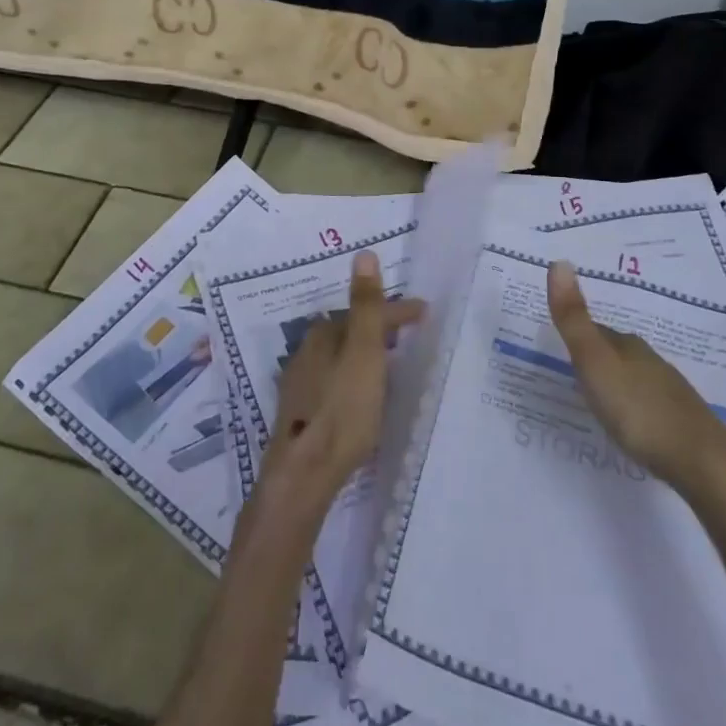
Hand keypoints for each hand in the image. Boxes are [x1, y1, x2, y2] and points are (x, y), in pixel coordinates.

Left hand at [263, 251, 422, 510]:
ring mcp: (301, 383)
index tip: (425, 312)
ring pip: (339, 356)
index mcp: (323, 335)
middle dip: (378, 329)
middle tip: (407, 334)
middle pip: (349, 331)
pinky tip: (361, 394)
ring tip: (389, 362)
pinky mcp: (301, 412)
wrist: (304, 473)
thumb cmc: (342, 410)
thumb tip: (363, 253)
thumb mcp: (364, 354)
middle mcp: (306, 352)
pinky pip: (333, 379)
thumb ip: (366, 306)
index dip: (397, 311)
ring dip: (364, 354)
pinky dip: (353, 376)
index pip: (365, 312)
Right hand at [546, 261, 725, 498]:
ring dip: (616, 383)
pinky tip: (631, 424)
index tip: (557, 344)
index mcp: (628, 346)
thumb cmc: (640, 410)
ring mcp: (670, 391)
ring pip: (635, 377)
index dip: (576, 335)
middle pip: (616, 352)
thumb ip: (574, 319)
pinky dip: (634, 407)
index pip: (596, 331)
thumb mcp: (595, 363)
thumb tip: (558, 261)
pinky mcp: (682, 422)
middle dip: (596, 358)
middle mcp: (651, 361)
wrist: (703, 463)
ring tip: (597, 399)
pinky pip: (649, 403)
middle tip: (572, 372)